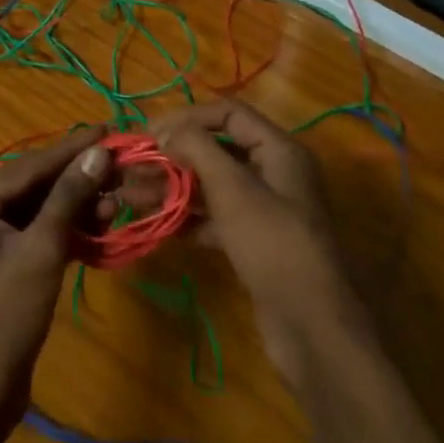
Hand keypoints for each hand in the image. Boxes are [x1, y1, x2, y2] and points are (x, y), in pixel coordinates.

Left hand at [0, 127, 111, 424]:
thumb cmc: (4, 314)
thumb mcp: (42, 249)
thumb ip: (69, 197)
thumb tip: (98, 152)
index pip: (30, 165)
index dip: (72, 149)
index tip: (107, 129)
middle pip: (35, 185)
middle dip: (78, 179)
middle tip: (119, 164)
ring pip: (39, 210)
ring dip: (76, 207)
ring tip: (116, 201)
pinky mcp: (2, 263)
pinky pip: (37, 234)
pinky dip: (66, 231)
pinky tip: (98, 227)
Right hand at [147, 101, 370, 392]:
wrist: (312, 328)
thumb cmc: (273, 244)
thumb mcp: (234, 189)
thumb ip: (197, 149)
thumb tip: (165, 129)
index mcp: (278, 150)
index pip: (228, 114)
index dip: (187, 117)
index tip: (148, 132)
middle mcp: (273, 173)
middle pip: (216, 150)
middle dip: (172, 156)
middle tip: (131, 167)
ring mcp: (264, 210)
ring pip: (211, 186)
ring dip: (172, 187)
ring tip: (131, 195)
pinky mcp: (254, 242)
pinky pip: (215, 218)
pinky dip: (187, 218)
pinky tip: (158, 224)